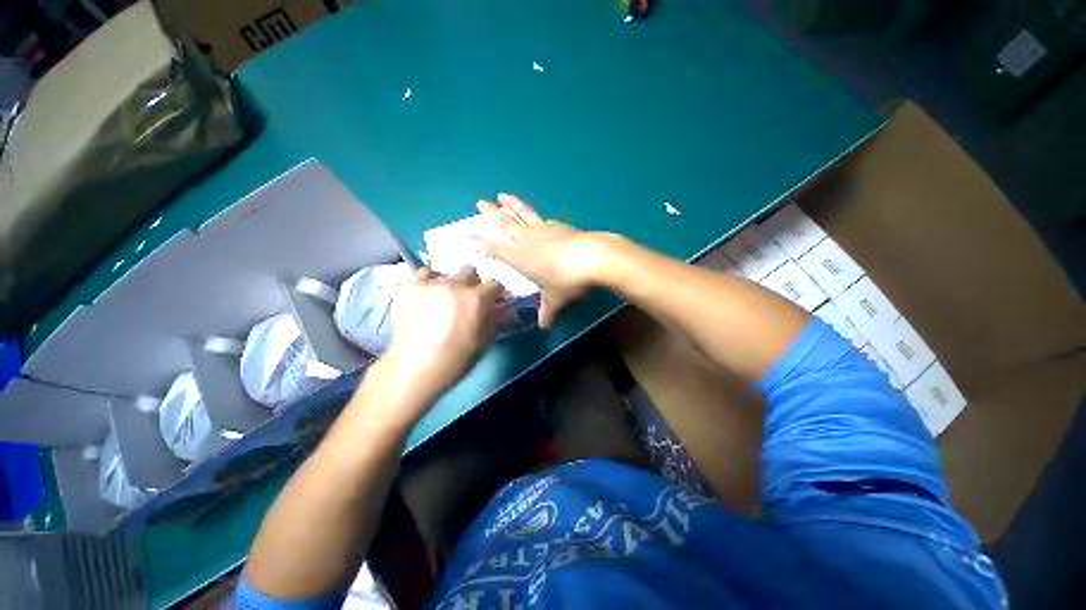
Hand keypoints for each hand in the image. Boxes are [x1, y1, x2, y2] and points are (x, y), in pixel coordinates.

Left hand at [369, 267, 502, 423]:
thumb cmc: (453, 362)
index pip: (495, 285)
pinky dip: (426, 282)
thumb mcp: (482, 344)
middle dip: (471, 284)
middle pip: (469, 272)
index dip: (494, 294)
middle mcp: (455, 284)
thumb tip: (498, 308)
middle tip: (465, 301)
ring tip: (441, 299)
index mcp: (476, 299)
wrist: (414, 367)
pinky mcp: (411, 286)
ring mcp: (431, 283)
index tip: (491, 302)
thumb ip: (492, 320)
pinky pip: (423, 275)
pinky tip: (425, 296)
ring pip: (445, 272)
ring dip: (448, 282)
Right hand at [477, 193, 612, 327]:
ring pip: (523, 213)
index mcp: (519, 258)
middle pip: (505, 223)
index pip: (495, 249)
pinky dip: (539, 218)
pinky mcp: (561, 226)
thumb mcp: (556, 300)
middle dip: (491, 213)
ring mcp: (544, 230)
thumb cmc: (567, 281)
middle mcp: (527, 240)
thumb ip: (547, 311)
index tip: (468, 236)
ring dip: (512, 204)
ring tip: (502, 195)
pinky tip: (541, 218)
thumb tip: (544, 325)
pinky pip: (545, 220)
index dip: (480, 243)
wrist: (593, 257)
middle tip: (480, 202)